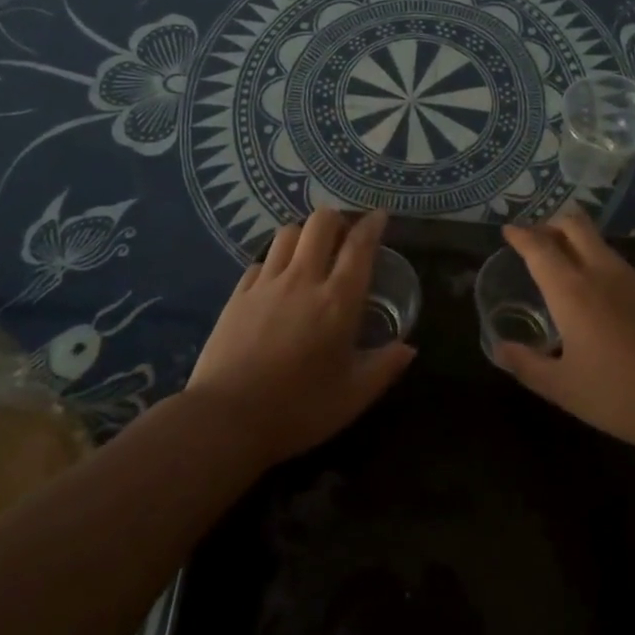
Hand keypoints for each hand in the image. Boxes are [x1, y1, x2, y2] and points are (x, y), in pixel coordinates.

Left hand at [187, 208, 413, 464]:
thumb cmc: (299, 409)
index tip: (379, 215)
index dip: (372, 225)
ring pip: (288, 233)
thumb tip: (409, 348)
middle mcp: (303, 280)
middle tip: (344, 236)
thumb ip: (385, 367)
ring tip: (311, 252)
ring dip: (304, 234)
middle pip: (320, 223)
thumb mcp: (353, 396)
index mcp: (338, 301)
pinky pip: (261, 261)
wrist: (226, 419)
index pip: (359, 246)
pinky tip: (277, 279)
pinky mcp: (238, 294)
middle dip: (337, 220)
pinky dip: (275, 261)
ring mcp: (266, 284)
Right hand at [492, 208, 634, 458]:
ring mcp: (633, 280)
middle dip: (550, 224)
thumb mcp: (563, 389)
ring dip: (574, 240)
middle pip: (574, 225)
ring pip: (598, 241)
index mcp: (573, 292)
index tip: (508, 230)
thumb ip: (526, 365)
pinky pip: (616, 261)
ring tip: (560, 264)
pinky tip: (594, 293)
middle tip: (534, 241)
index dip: (521, 235)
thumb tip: (498, 348)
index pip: (540, 248)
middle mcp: (602, 273)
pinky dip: (595, 260)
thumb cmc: (620, 396)